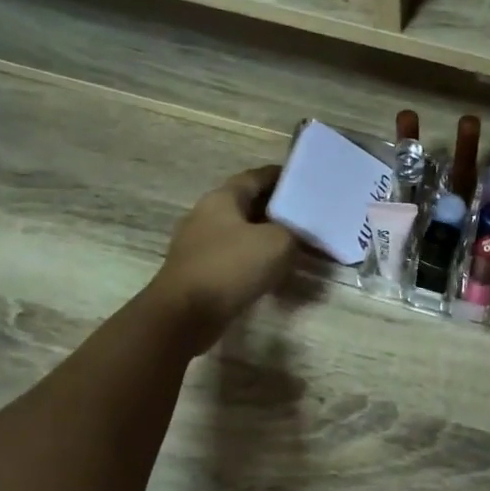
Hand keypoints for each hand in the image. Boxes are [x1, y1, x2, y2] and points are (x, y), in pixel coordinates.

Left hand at [148, 166, 297, 355]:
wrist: (186, 314)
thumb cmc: (231, 267)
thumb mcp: (278, 243)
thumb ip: (292, 232)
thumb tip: (292, 235)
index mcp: (222, 198)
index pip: (255, 177)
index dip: (280, 176)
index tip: (303, 180)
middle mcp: (206, 215)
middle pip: (246, 204)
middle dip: (275, 209)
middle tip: (304, 215)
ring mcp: (199, 244)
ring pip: (240, 232)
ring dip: (264, 236)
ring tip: (293, 244)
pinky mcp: (199, 271)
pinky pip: (233, 257)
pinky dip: (253, 259)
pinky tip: (271, 271)